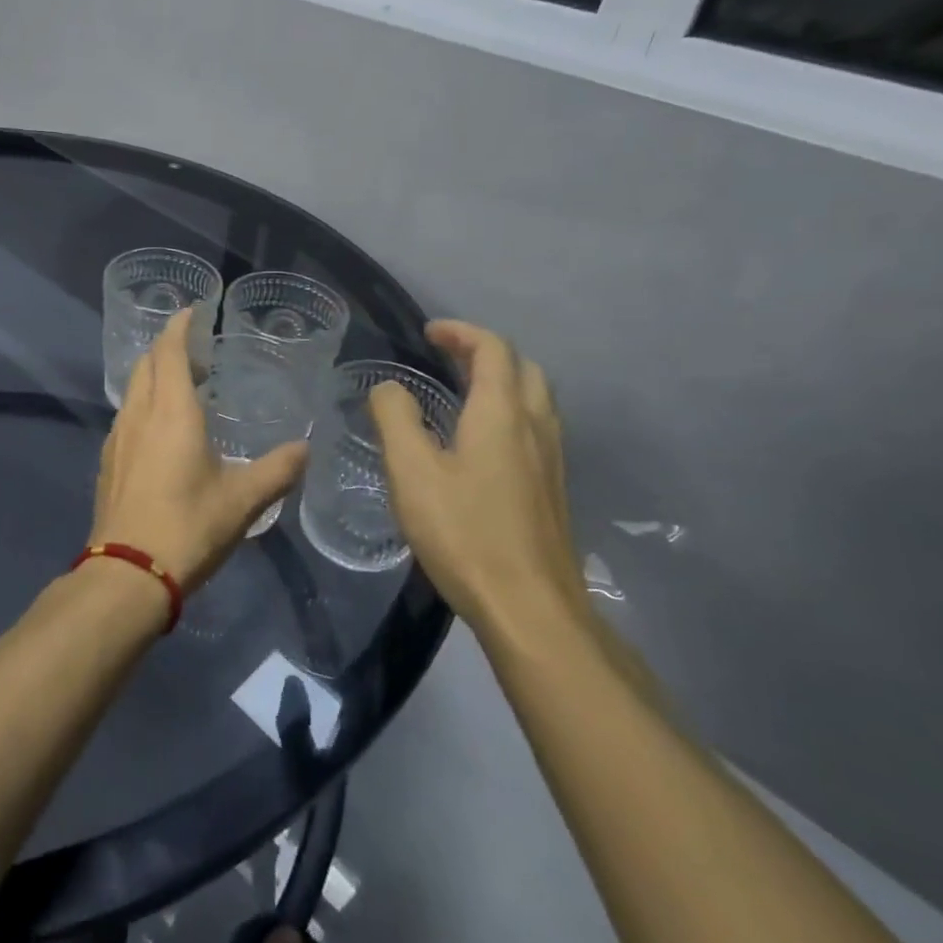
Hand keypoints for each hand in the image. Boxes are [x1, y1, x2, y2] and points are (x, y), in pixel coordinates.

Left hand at [92, 308, 306, 591]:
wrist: (127, 574)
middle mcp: (138, 415)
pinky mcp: (107, 463)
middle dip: (167, 349)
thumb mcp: (242, 501)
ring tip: (183, 388)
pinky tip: (161, 431)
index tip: (192, 311)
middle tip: (197, 353)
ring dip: (154, 378)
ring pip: (133, 391)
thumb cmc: (188, 528)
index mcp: (170, 412)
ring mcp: (117, 439)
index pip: (168, 351)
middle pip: (146, 365)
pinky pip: (127, 417)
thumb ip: (277, 471)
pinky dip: (144, 406)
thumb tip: (305, 449)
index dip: (179, 327)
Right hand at [369, 320, 585, 637]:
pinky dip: (510, 411)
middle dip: (485, 352)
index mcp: (502, 414)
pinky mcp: (553, 489)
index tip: (428, 333)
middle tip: (446, 357)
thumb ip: (396, 418)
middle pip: (523, 368)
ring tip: (462, 391)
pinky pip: (536, 427)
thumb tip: (389, 387)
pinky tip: (482, 442)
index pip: (492, 349)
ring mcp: (552, 460)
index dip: (461, 332)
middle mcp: (536, 427)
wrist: (531, 610)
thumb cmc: (464, 533)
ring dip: (502, 380)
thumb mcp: (412, 472)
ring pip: (536, 399)